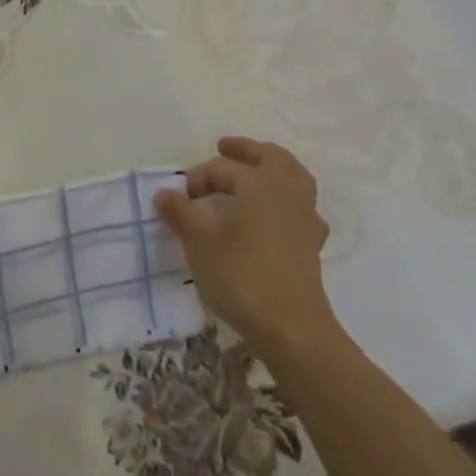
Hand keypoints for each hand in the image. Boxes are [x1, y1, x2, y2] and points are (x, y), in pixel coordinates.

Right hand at [154, 136, 335, 359]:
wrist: (290, 327)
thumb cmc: (241, 277)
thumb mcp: (200, 244)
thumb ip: (181, 214)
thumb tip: (164, 192)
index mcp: (260, 185)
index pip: (225, 168)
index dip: (199, 176)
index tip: (180, 195)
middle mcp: (287, 193)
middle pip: (272, 157)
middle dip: (246, 150)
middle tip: (223, 149)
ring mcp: (304, 217)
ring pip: (293, 177)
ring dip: (271, 169)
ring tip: (250, 174)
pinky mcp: (311, 242)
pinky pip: (300, 205)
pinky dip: (285, 199)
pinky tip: (272, 214)